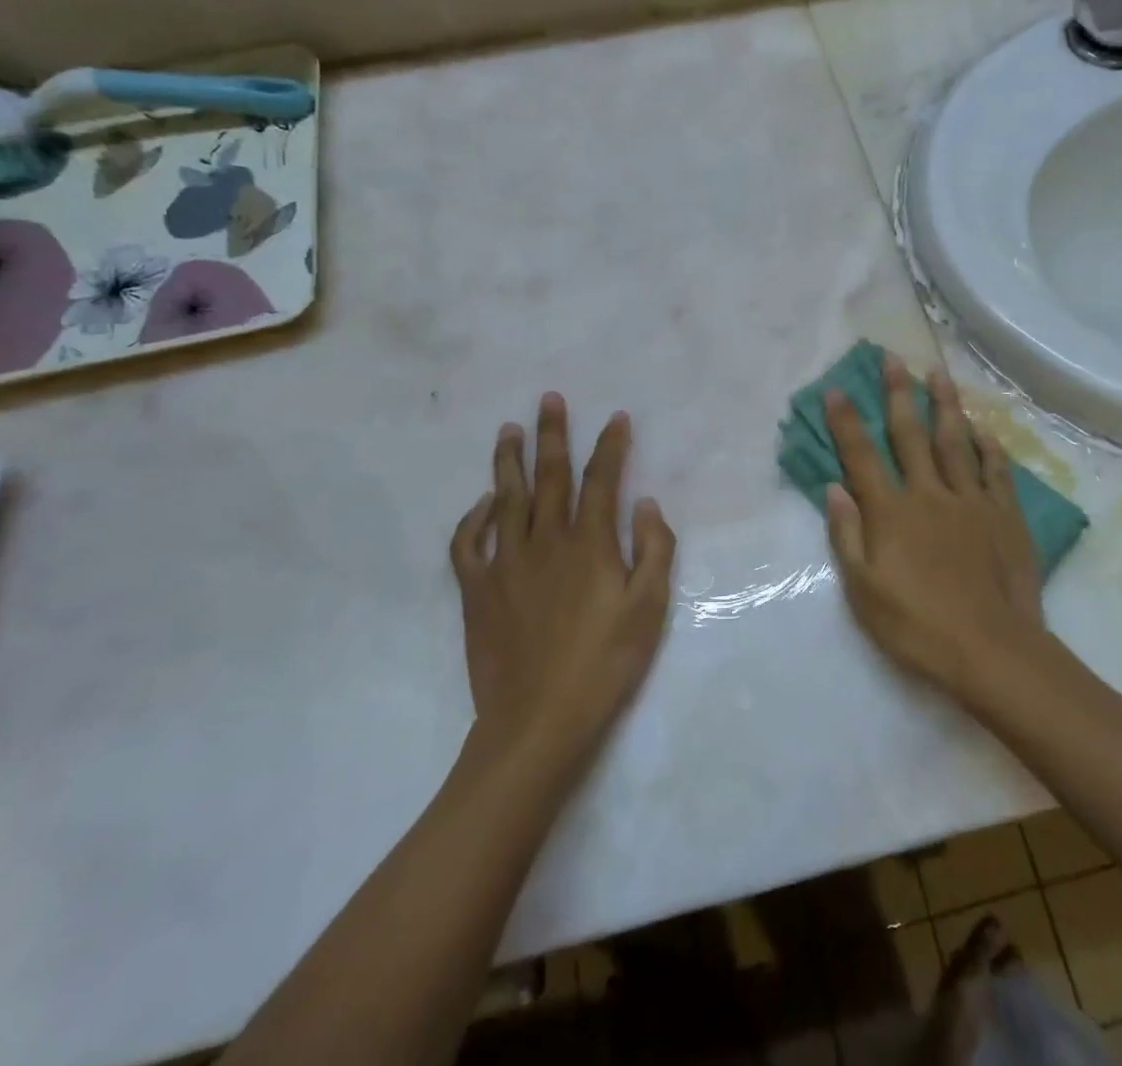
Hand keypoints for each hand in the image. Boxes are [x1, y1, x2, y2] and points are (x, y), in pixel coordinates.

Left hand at [450, 395, 675, 756]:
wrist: (538, 722)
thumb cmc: (604, 665)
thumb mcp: (650, 609)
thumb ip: (654, 549)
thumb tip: (645, 503)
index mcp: (590, 544)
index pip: (603, 479)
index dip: (611, 445)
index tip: (616, 417)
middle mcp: (546, 541)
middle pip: (550, 476)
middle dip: (553, 434)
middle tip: (549, 399)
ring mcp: (506, 563)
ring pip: (506, 498)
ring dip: (508, 461)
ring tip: (509, 429)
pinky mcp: (477, 591)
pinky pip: (468, 544)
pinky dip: (472, 518)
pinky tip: (482, 503)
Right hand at [824, 356, 1043, 697]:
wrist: (992, 651)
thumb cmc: (917, 626)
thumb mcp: (863, 591)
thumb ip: (847, 536)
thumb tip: (834, 488)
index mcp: (891, 512)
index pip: (862, 457)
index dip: (846, 422)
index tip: (835, 389)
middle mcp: (929, 494)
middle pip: (910, 435)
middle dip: (898, 394)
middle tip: (892, 358)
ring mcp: (971, 501)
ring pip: (955, 441)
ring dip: (944, 405)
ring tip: (938, 373)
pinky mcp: (1004, 515)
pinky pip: (995, 470)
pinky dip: (988, 446)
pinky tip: (983, 427)